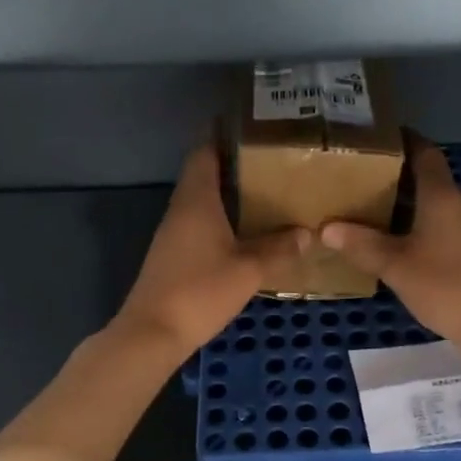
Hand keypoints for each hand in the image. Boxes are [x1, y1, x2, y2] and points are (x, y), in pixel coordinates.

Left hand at [115, 144, 304, 358]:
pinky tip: (246, 232)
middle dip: (235, 166)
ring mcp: (174, 233)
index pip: (205, 152)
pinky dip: (222, 220)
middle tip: (272, 162)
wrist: (153, 332)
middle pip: (205, 174)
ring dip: (229, 195)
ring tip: (267, 193)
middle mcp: (181, 209)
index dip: (223, 136)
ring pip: (203, 202)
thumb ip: (279, 249)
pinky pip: (200, 225)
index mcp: (196, 200)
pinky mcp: (174, 255)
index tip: (251, 127)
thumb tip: (307, 233)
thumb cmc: (199, 291)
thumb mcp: (248, 270)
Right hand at [321, 140, 460, 351]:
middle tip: (365, 183)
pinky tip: (409, 247)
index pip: (426, 153)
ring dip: (414, 207)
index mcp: (444, 197)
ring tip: (380, 215)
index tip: (382, 137)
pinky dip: (428, 228)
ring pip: (441, 207)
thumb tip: (326, 228)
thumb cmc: (446, 287)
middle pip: (432, 180)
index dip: (406, 141)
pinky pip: (451, 227)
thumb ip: (362, 245)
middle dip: (401, 179)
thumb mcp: (396, 266)